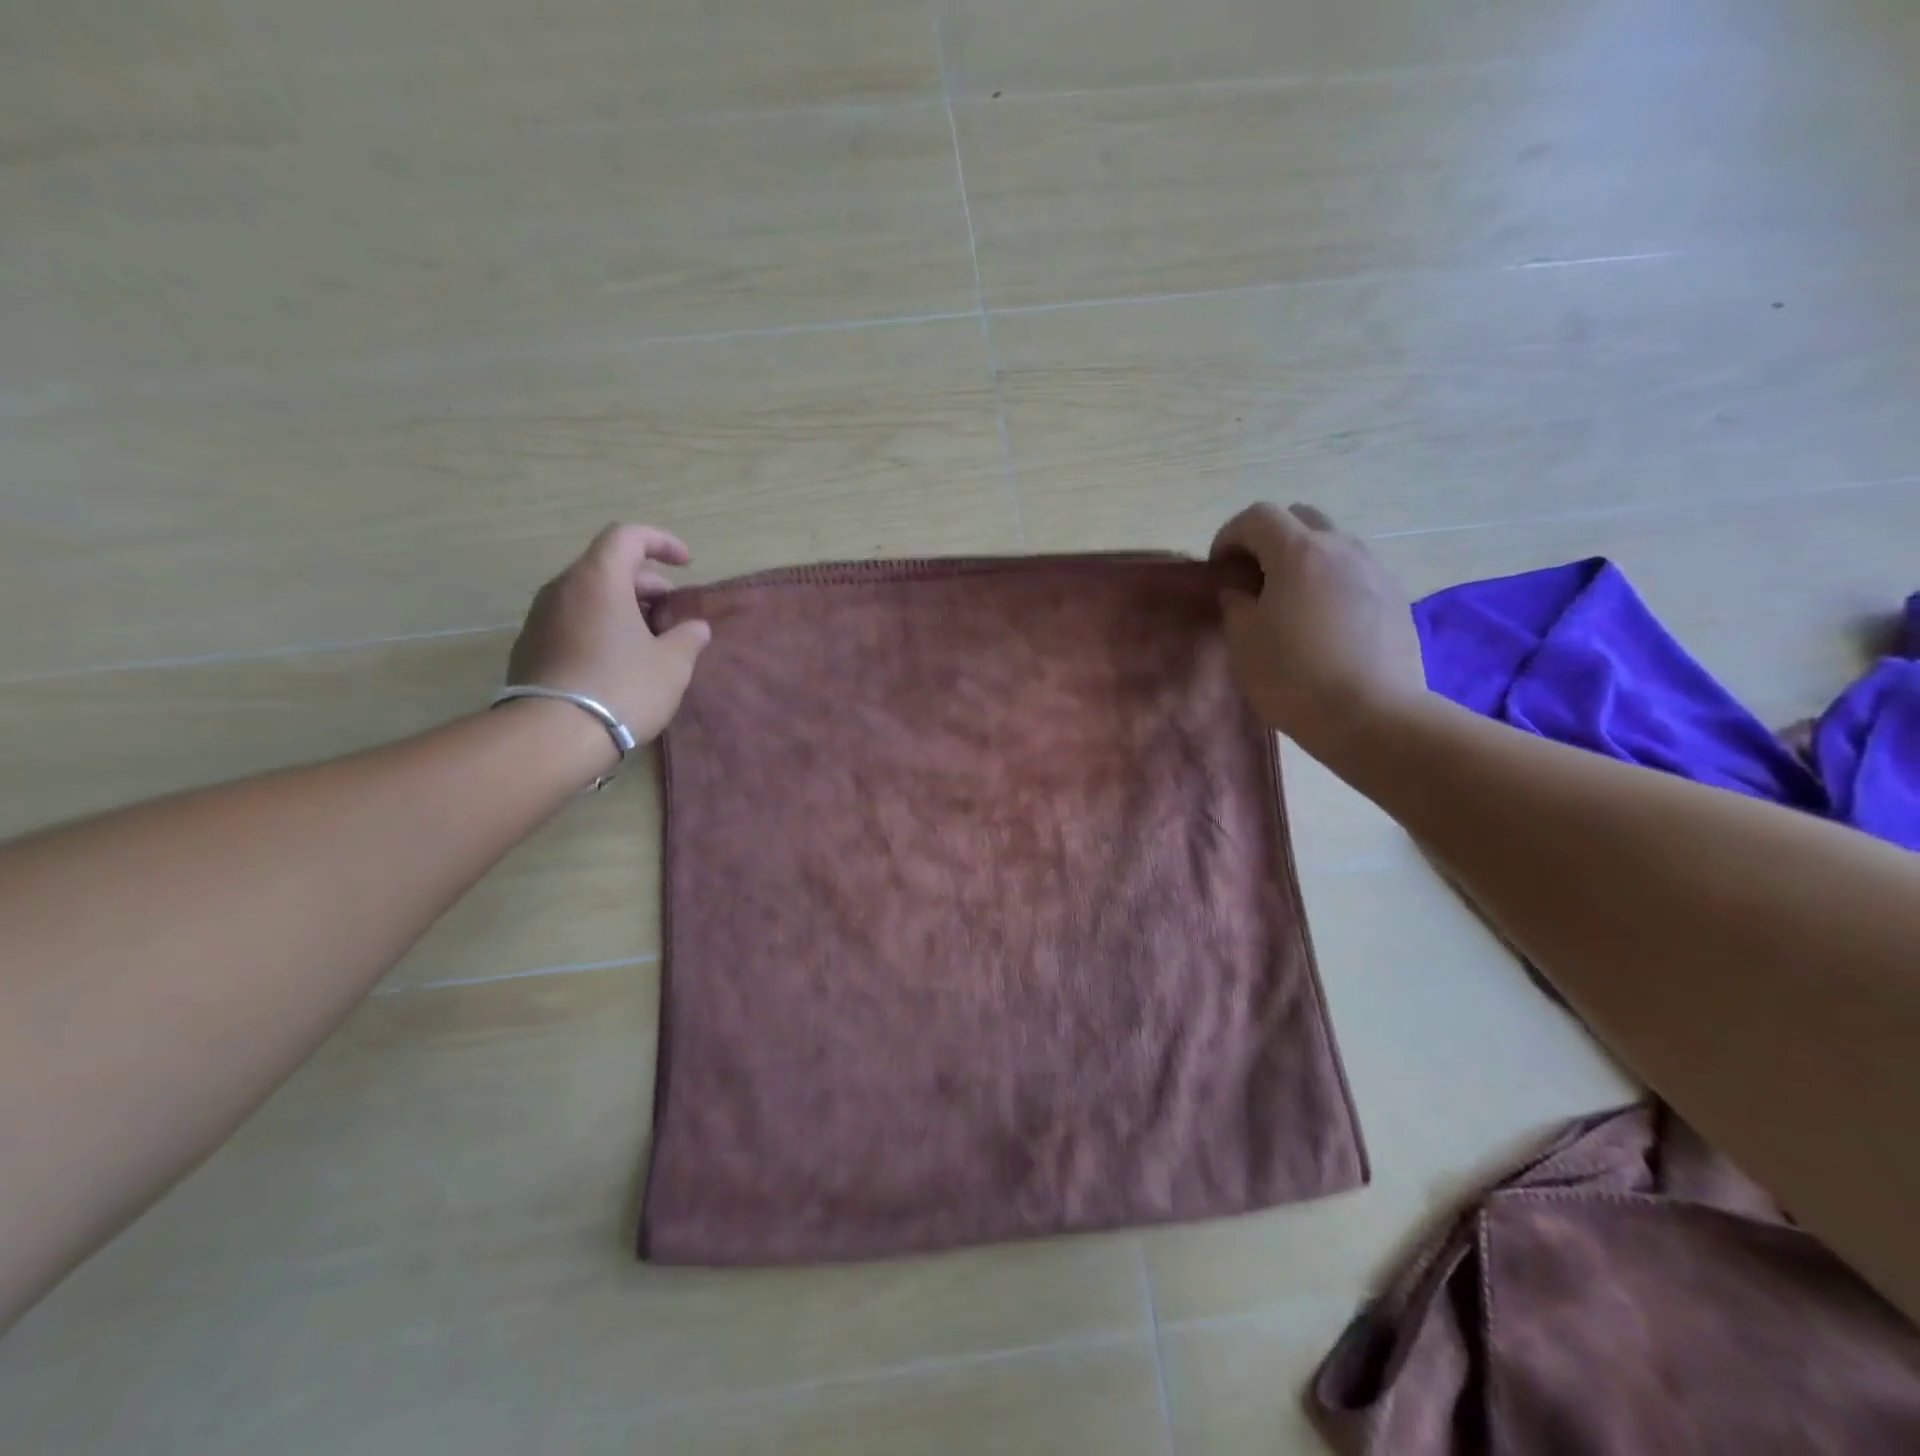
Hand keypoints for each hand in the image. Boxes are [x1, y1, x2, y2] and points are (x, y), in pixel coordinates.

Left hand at [507, 523, 711, 745]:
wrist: (554, 736)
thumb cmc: (623, 688)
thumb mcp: (672, 664)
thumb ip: (688, 637)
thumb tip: (696, 627)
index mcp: (598, 579)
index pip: (628, 536)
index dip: (661, 542)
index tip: (687, 563)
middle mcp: (563, 588)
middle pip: (607, 566)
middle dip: (646, 582)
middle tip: (673, 611)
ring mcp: (540, 617)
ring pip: (589, 594)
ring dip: (623, 606)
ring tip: (650, 638)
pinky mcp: (531, 646)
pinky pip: (572, 620)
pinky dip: (600, 625)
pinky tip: (619, 659)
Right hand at [1210, 502, 1425, 753]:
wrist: (1371, 715)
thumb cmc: (1293, 676)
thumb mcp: (1244, 641)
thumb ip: (1236, 604)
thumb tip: (1241, 590)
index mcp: (1299, 553)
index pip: (1257, 516)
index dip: (1230, 535)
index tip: (1219, 567)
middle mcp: (1341, 548)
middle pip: (1300, 518)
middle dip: (1270, 538)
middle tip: (1253, 577)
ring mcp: (1375, 570)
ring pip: (1332, 544)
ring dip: (1304, 560)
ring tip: (1290, 602)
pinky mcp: (1395, 597)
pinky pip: (1355, 573)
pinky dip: (1331, 582)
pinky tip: (1323, 624)